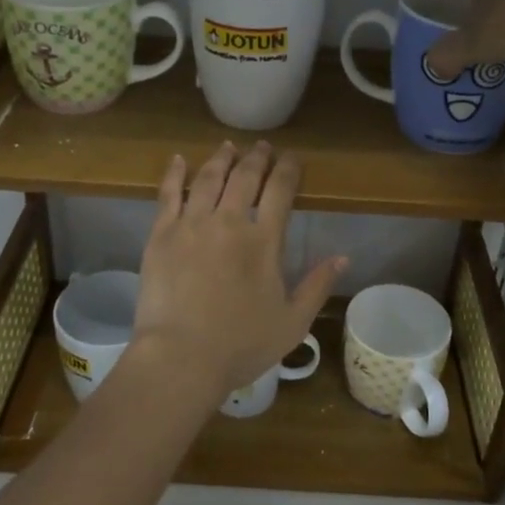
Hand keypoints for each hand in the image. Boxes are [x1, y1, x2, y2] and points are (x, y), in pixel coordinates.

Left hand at [131, 141, 346, 404]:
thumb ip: (317, 286)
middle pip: (245, 177)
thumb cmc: (241, 345)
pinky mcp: (160, 234)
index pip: (280, 190)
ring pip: (208, 178)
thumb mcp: (292, 322)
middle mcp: (229, 221)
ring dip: (221, 159)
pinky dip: (175, 173)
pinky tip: (179, 159)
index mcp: (264, 241)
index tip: (292, 158)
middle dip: (256, 158)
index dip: (288, 169)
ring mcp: (191, 224)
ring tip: (228, 147)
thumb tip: (343, 258)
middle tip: (261, 147)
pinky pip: (168, 194)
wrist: (180, 357)